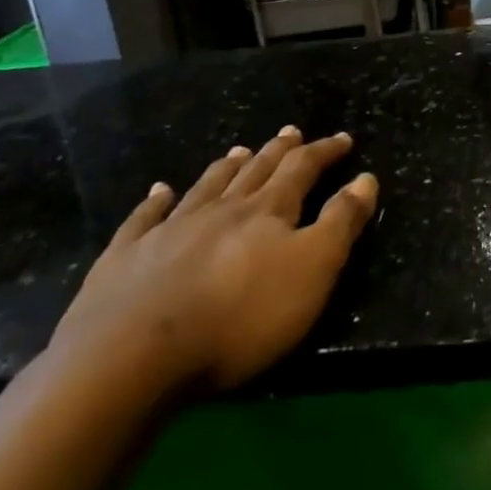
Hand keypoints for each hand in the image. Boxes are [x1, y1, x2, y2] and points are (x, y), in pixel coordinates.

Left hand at [50, 128, 377, 392]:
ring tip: (239, 151)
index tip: (343, 139)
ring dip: (227, 167)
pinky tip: (159, 191)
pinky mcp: (125, 257)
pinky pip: (144, 218)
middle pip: (256, 171)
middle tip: (291, 132)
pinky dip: (155, 201)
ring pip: (206, 187)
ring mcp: (169, 230)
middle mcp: (221, 209)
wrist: (133, 357)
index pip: (303, 169)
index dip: (324, 152)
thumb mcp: (312, 271)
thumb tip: (366, 178)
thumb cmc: (240, 318)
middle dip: (278, 151)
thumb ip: (341, 223)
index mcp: (267, 211)